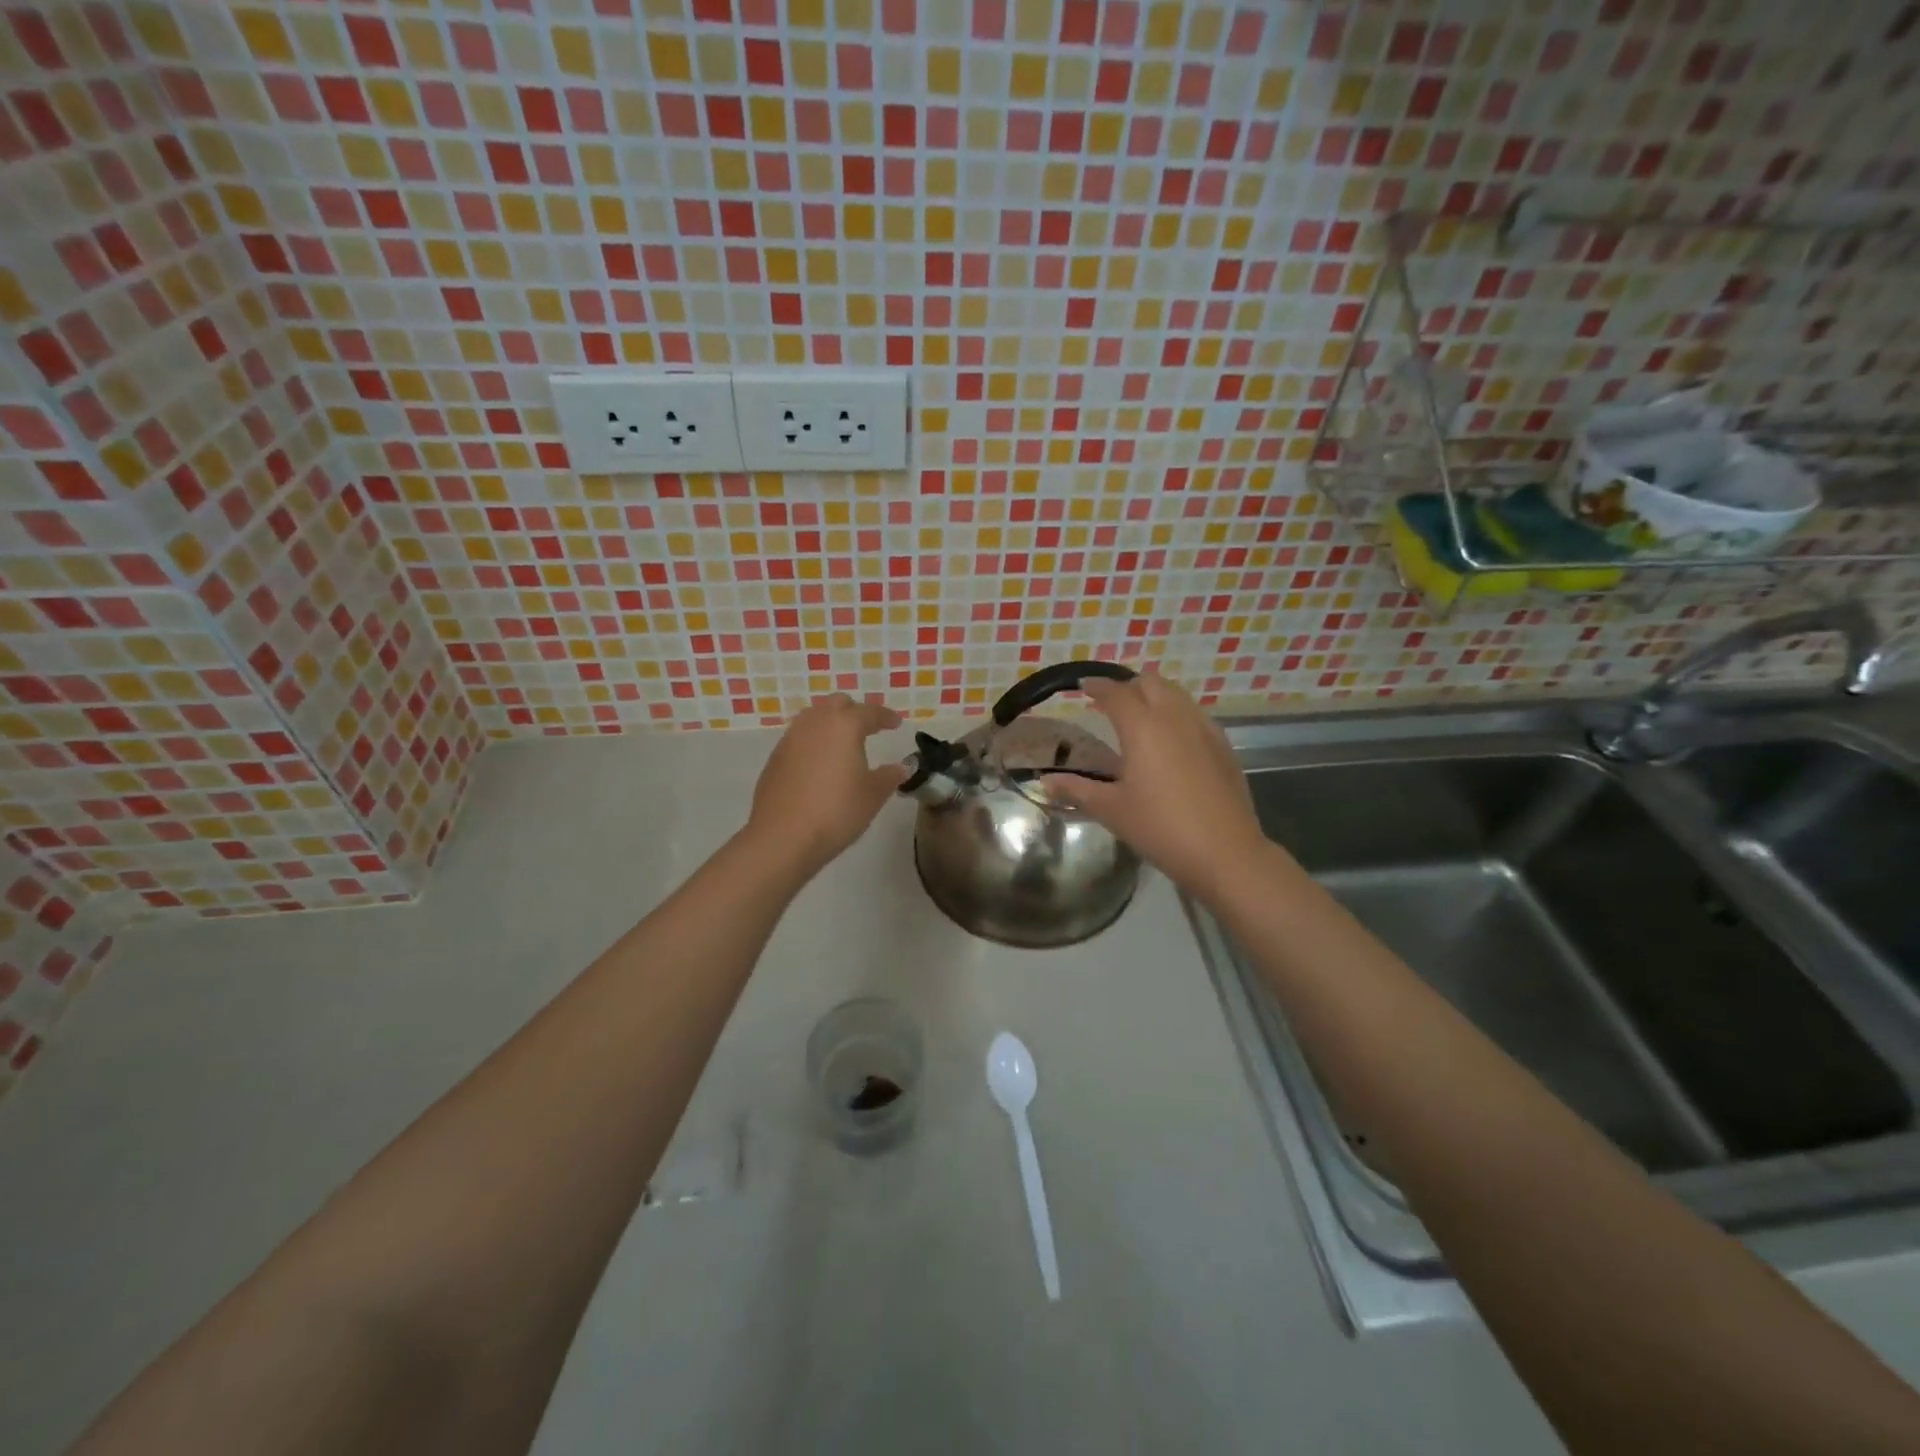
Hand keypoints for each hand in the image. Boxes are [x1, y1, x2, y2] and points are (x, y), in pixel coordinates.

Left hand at [746, 694, 906, 876]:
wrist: (782, 837)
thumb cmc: (836, 812)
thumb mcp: (873, 795)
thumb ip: (890, 776)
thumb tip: (903, 767)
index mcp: (844, 726)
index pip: (869, 712)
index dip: (885, 716)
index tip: (895, 723)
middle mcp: (815, 724)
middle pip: (837, 704)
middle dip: (855, 712)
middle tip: (868, 728)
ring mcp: (790, 739)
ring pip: (813, 717)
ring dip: (830, 724)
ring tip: (842, 743)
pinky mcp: (775, 758)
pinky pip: (799, 738)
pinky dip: (813, 742)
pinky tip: (820, 764)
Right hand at [1042, 674, 1269, 902]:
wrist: (1225, 852)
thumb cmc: (1160, 828)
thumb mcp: (1111, 810)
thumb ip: (1076, 789)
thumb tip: (1045, 782)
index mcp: (1142, 727)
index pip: (1115, 693)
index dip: (1097, 686)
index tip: (1083, 686)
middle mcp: (1174, 717)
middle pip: (1150, 683)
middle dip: (1127, 686)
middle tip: (1109, 703)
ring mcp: (1204, 728)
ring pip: (1176, 695)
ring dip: (1154, 696)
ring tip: (1139, 717)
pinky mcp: (1223, 745)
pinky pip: (1195, 714)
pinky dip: (1176, 714)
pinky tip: (1170, 740)